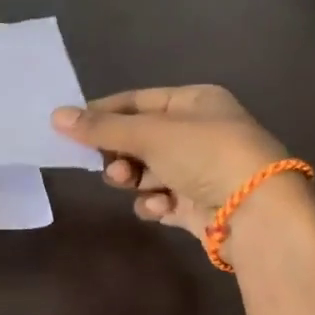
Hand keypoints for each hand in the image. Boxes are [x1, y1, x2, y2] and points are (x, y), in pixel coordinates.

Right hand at [52, 85, 293, 241]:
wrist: (259, 213)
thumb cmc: (205, 155)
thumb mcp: (149, 134)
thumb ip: (101, 128)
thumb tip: (55, 116)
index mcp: (197, 102)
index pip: (139, 101)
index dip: (105, 112)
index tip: (72, 127)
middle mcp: (201, 132)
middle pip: (141, 138)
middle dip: (120, 152)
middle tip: (108, 164)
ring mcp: (204, 170)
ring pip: (149, 171)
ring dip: (134, 179)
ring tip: (129, 185)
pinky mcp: (203, 205)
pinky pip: (164, 199)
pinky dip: (156, 203)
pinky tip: (159, 208)